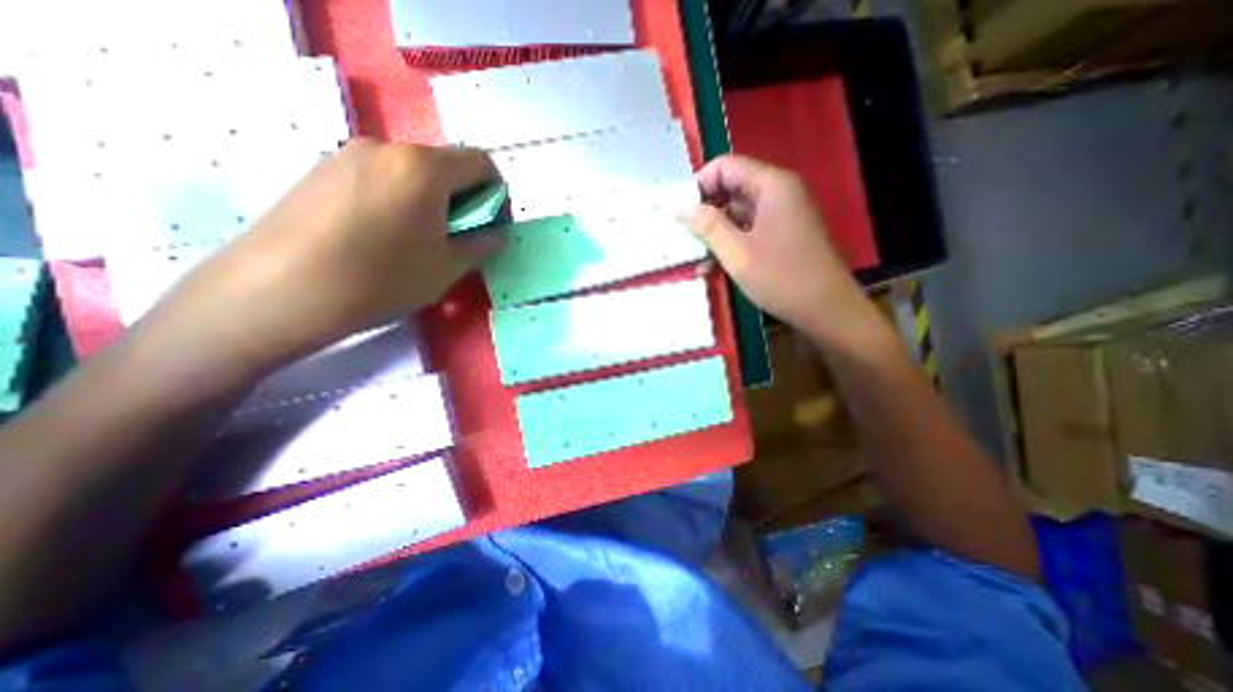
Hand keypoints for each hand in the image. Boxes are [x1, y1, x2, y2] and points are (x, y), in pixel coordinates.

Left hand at [139, 138, 495, 374]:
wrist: (279, 291)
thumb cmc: (382, 279)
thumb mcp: (447, 268)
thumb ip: (481, 245)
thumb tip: (495, 234)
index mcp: (424, 168)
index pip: (480, 162)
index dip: (496, 194)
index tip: (491, 225)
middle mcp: (386, 148)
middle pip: (445, 165)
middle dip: (463, 198)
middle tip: (458, 237)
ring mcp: (347, 155)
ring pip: (411, 172)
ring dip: (431, 200)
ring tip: (419, 240)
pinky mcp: (320, 170)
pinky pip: (378, 177)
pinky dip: (398, 199)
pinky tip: (383, 236)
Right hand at [683, 155, 864, 342]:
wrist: (826, 309)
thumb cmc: (782, 278)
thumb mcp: (737, 253)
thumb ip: (707, 226)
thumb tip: (680, 205)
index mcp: (771, 186)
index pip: (726, 166)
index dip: (699, 184)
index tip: (680, 211)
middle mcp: (778, 192)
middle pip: (731, 188)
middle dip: (705, 212)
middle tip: (683, 236)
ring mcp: (781, 214)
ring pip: (737, 212)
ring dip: (715, 233)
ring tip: (695, 258)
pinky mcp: (781, 234)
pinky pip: (748, 229)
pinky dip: (730, 243)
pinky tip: (712, 266)